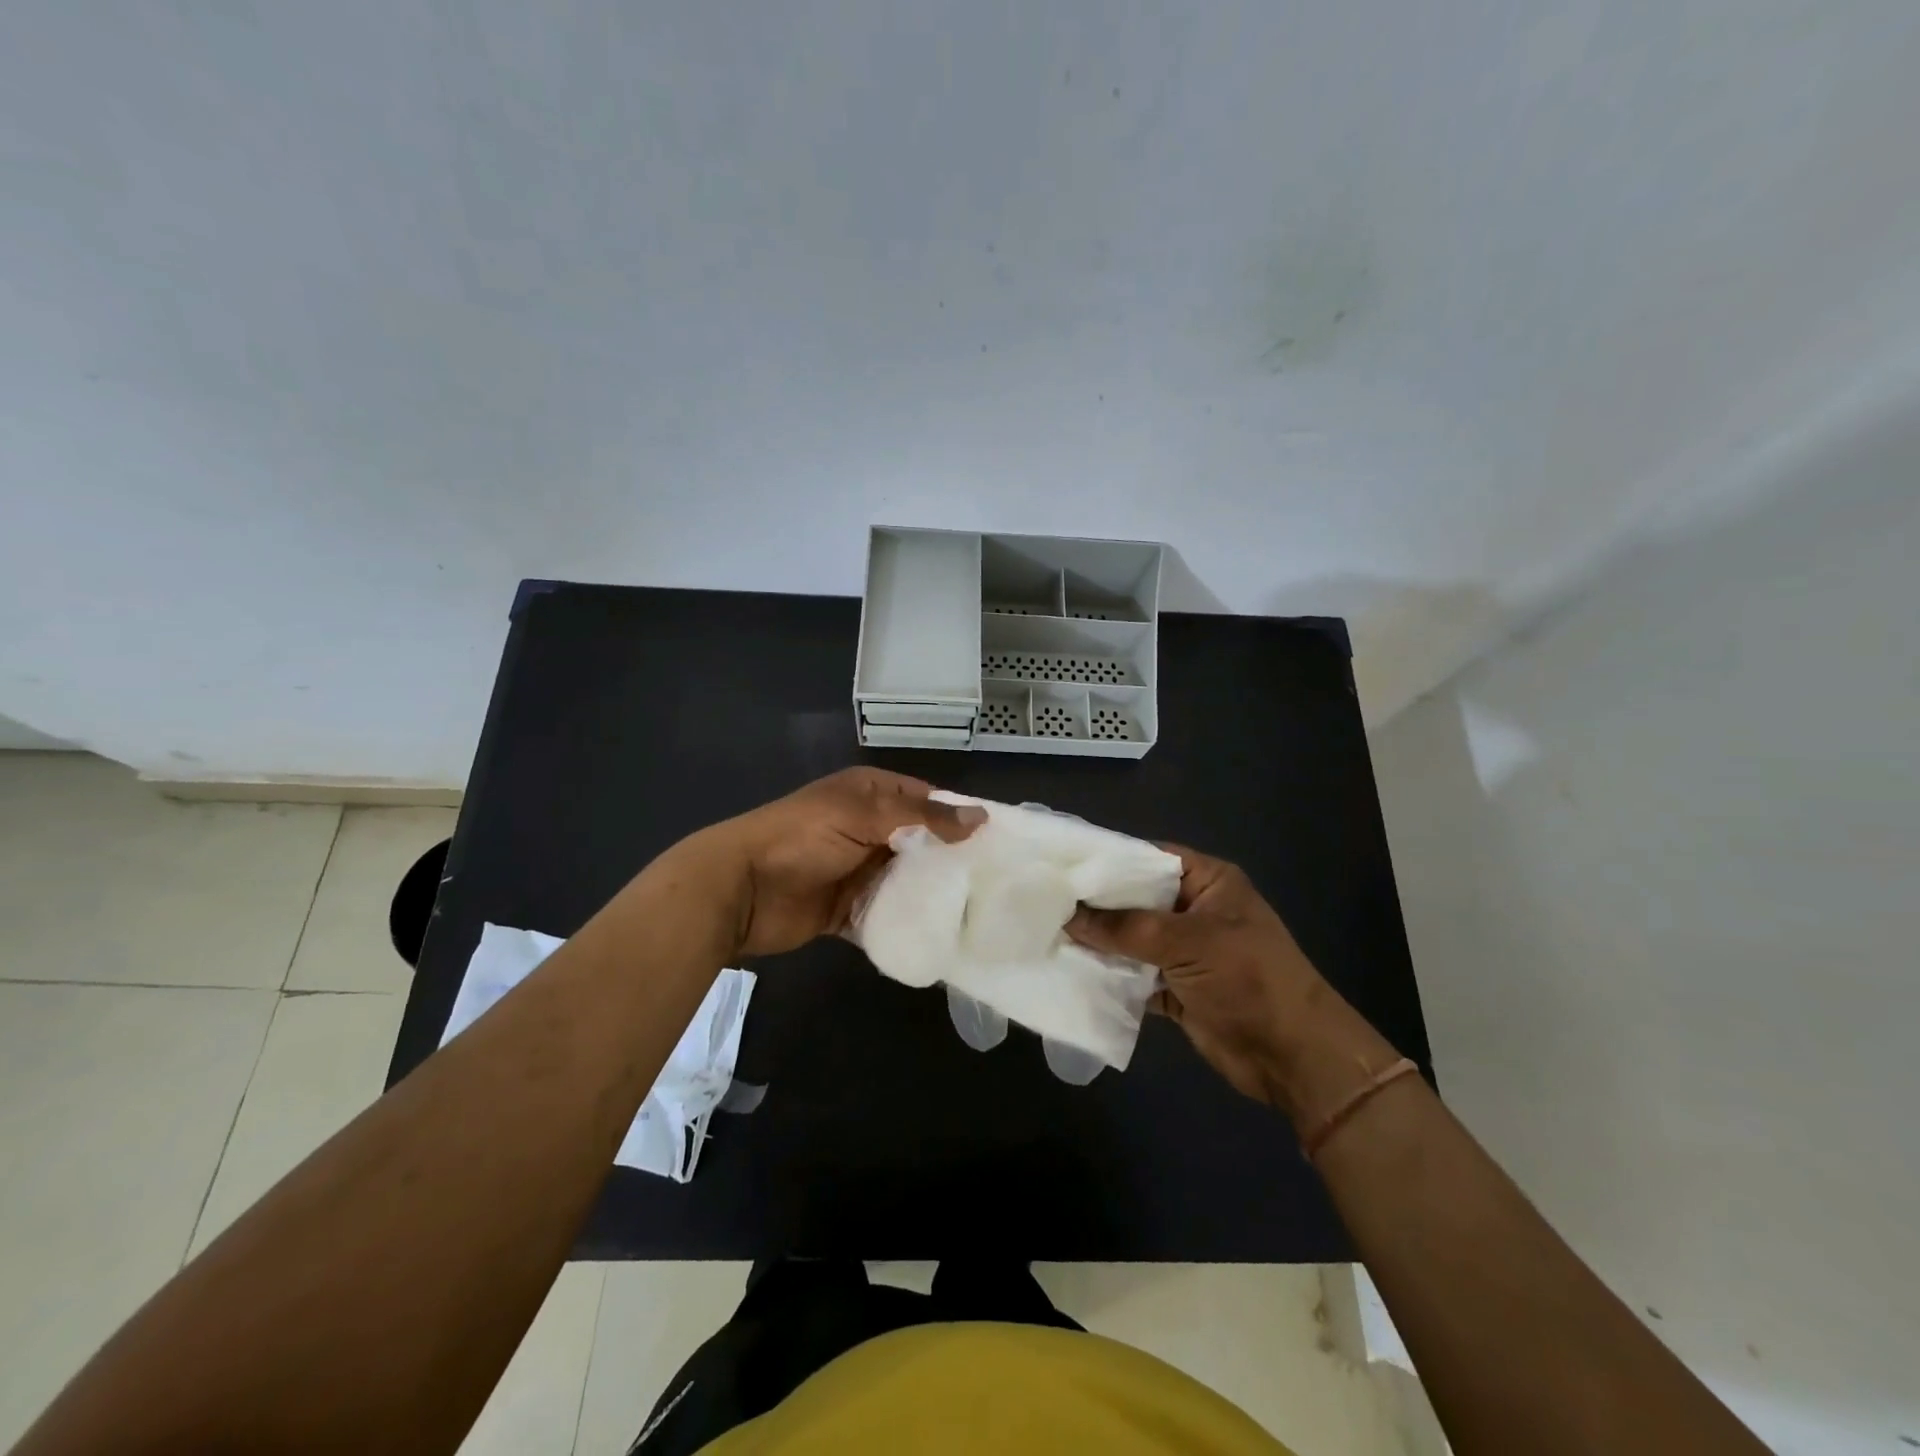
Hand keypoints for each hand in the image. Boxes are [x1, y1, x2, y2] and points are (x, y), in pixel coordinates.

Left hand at [694, 768, 981, 957]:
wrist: (741, 889)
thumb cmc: (803, 837)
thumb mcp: (864, 815)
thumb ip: (922, 818)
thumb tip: (980, 818)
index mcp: (870, 794)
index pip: (926, 800)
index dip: (959, 817)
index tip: (998, 841)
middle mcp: (867, 829)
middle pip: (920, 843)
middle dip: (950, 860)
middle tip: (995, 883)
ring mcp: (857, 870)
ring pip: (905, 881)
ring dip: (930, 895)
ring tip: (977, 912)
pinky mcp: (848, 908)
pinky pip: (886, 914)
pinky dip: (905, 923)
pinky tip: (938, 935)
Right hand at [1067, 847, 1332, 1106]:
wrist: (1293, 1056)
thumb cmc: (1248, 979)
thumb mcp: (1188, 942)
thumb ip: (1126, 928)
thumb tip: (1070, 916)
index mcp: (1208, 882)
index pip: (1149, 858)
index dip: (1109, 860)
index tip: (1062, 863)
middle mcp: (1193, 910)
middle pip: (1136, 900)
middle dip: (1096, 905)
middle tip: (1045, 900)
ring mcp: (1184, 951)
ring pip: (1131, 939)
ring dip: (1098, 942)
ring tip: (1047, 933)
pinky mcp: (1176, 988)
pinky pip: (1134, 975)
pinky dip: (1109, 976)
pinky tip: (1071, 972)